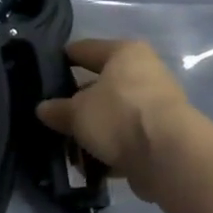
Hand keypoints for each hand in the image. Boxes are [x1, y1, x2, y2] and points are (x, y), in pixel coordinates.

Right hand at [35, 39, 202, 204]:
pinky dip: (110, 148)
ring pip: (114, 114)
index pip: (85, 49)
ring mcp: (156, 105)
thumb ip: (57, 109)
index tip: (42, 71)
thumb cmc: (119, 116)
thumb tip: (43, 108)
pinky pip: (127, 138)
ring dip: (94, 130)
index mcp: (125, 53)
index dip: (62, 59)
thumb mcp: (77, 113)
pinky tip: (89, 163)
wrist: (169, 157)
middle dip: (77, 102)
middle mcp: (144, 72)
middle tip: (52, 115)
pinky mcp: (162, 136)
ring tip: (67, 145)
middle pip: (101, 84)